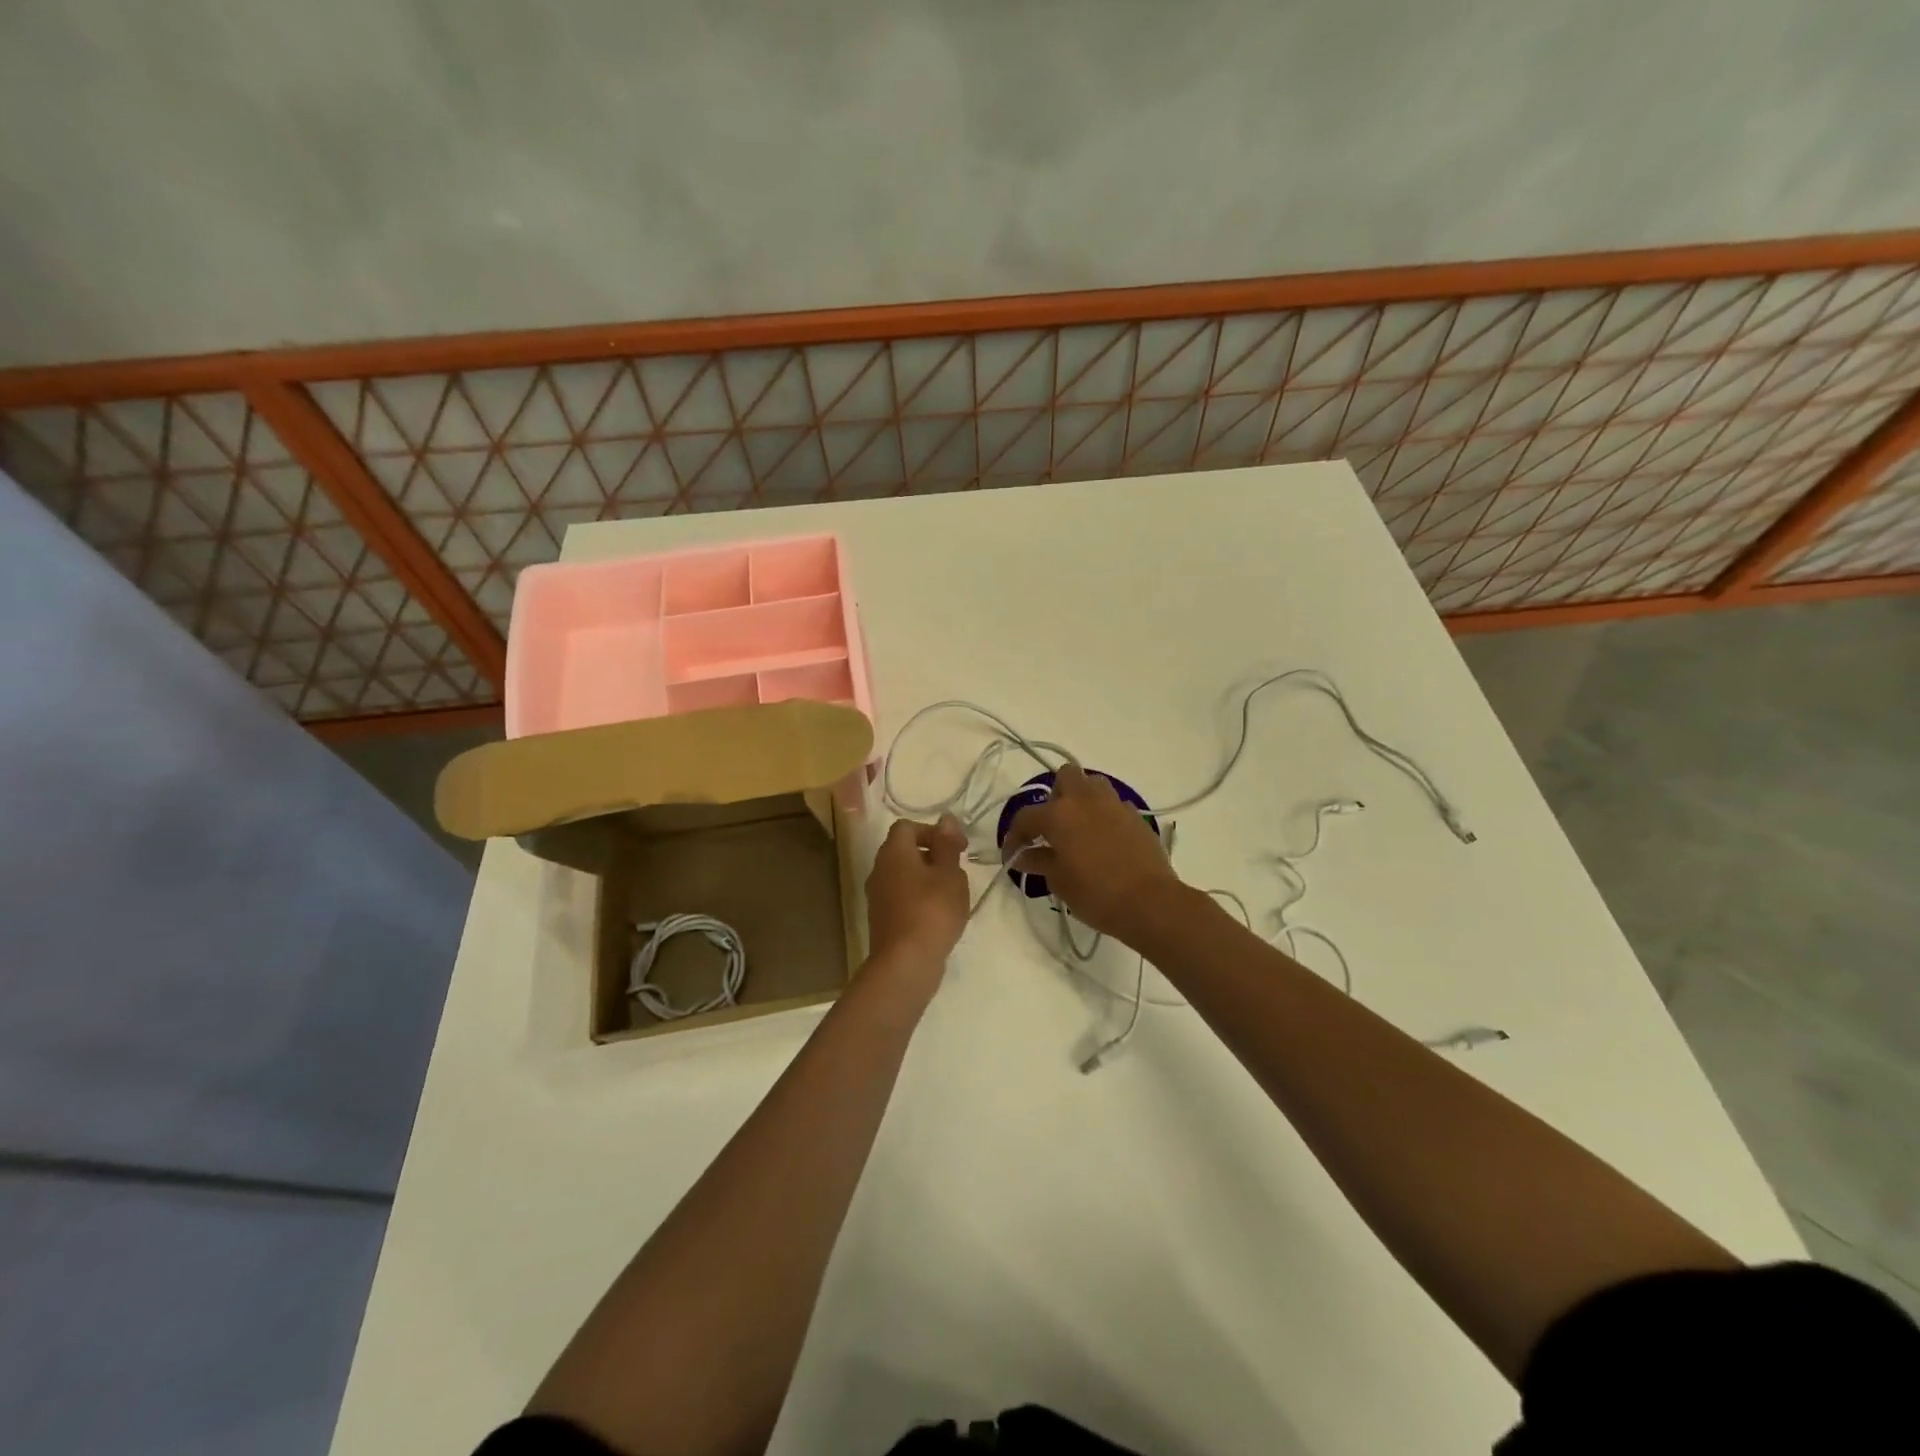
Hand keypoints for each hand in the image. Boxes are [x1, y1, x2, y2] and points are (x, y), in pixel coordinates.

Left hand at [865, 814, 970, 976]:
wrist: (905, 962)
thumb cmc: (932, 910)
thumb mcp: (949, 873)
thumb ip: (947, 844)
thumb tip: (946, 819)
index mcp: (893, 852)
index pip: (907, 827)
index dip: (933, 832)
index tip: (958, 847)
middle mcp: (879, 870)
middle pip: (904, 851)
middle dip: (933, 855)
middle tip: (957, 871)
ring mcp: (877, 896)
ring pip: (904, 876)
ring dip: (927, 879)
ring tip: (952, 895)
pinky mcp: (882, 919)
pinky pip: (902, 898)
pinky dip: (920, 899)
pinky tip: (939, 916)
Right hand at [1004, 763, 1181, 942]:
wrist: (1149, 902)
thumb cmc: (1095, 893)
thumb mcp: (1059, 881)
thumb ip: (1039, 862)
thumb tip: (1023, 856)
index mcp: (1059, 814)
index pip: (1026, 817)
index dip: (1014, 836)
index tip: (1013, 855)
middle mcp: (1085, 800)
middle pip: (1065, 776)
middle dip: (1055, 796)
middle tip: (1053, 827)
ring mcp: (1114, 804)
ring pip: (1093, 784)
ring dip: (1082, 799)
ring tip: (1079, 828)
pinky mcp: (1136, 816)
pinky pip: (1114, 805)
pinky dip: (1105, 815)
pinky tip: (1104, 840)